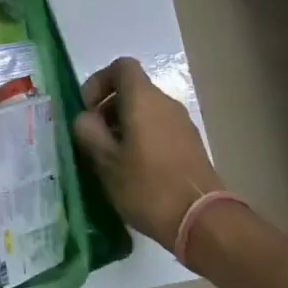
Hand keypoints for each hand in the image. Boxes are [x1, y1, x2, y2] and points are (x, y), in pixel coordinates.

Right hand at [71, 57, 221, 250]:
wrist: (202, 220)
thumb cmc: (147, 186)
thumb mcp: (105, 161)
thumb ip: (88, 131)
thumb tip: (85, 118)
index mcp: (143, 99)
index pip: (121, 66)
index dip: (99, 81)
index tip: (87, 109)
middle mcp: (166, 103)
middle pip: (132, 90)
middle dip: (108, 109)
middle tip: (94, 140)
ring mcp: (182, 123)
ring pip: (145, 111)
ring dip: (124, 126)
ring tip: (111, 160)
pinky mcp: (191, 144)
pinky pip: (159, 128)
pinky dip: (142, 139)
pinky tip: (134, 171)